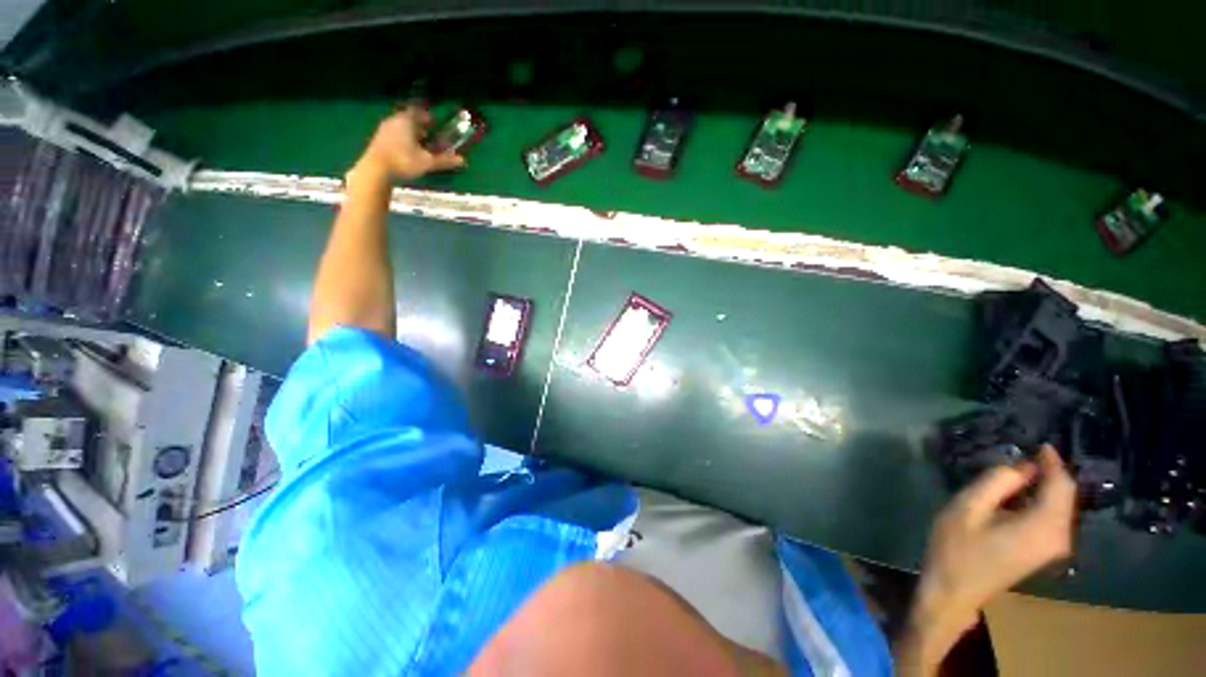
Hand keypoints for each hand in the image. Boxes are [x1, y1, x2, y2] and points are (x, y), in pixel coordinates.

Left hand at [349, 105, 464, 182]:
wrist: (376, 170)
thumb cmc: (404, 161)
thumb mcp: (427, 162)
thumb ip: (444, 160)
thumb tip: (463, 160)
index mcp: (406, 121)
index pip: (417, 112)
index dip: (426, 117)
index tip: (434, 123)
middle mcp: (393, 121)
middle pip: (408, 120)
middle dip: (419, 127)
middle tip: (429, 135)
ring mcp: (383, 131)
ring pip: (400, 128)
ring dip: (410, 134)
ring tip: (419, 145)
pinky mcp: (378, 141)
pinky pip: (393, 136)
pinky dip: (402, 141)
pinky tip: (407, 152)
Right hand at [898, 445, 1075, 673]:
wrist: (954, 590)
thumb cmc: (956, 548)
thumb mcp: (967, 507)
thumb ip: (997, 482)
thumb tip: (1022, 465)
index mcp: (1044, 525)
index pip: (1061, 485)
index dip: (1052, 461)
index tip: (1039, 442)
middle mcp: (1059, 537)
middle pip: (1064, 496)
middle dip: (1050, 472)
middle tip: (1025, 453)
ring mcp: (1053, 547)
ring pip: (1059, 507)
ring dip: (1045, 486)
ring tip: (1022, 468)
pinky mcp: (1044, 552)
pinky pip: (1052, 518)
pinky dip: (1041, 501)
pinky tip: (1019, 495)